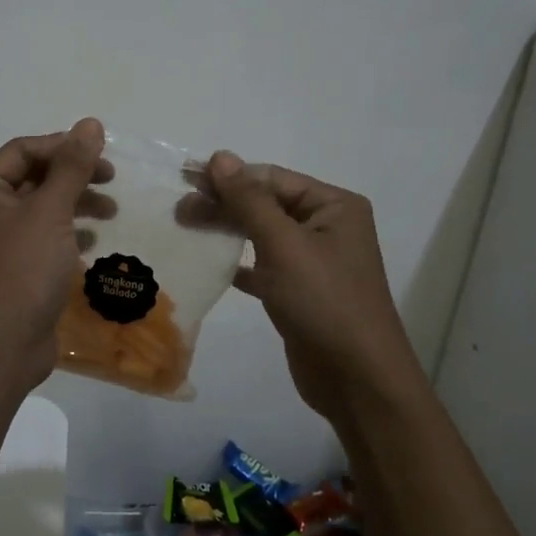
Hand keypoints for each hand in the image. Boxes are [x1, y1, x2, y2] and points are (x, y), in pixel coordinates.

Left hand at [0, 118, 109, 393]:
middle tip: (111, 179)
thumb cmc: (21, 272)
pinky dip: (68, 232)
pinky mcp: (13, 269)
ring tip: (111, 211)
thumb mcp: (50, 213)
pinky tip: (93, 239)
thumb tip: (89, 124)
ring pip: (40, 208)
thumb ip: (72, 166)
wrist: (1, 349)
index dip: (62, 146)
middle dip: (73, 176)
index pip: (21, 151)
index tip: (101, 155)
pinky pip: (42, 237)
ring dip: (75, 203)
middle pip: (32, 178)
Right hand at [205, 151, 421, 416]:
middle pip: (266, 204)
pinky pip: (263, 266)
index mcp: (334, 206)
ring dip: (226, 229)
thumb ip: (249, 200)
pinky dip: (237, 262)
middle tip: (179, 209)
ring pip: (261, 234)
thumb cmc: (324, 301)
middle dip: (223, 204)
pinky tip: (209, 262)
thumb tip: (220, 156)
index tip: (184, 178)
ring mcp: (313, 261)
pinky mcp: (299, 291)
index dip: (228, 176)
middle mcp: (326, 227)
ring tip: (186, 227)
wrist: (356, 379)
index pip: (272, 178)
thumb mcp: (284, 244)